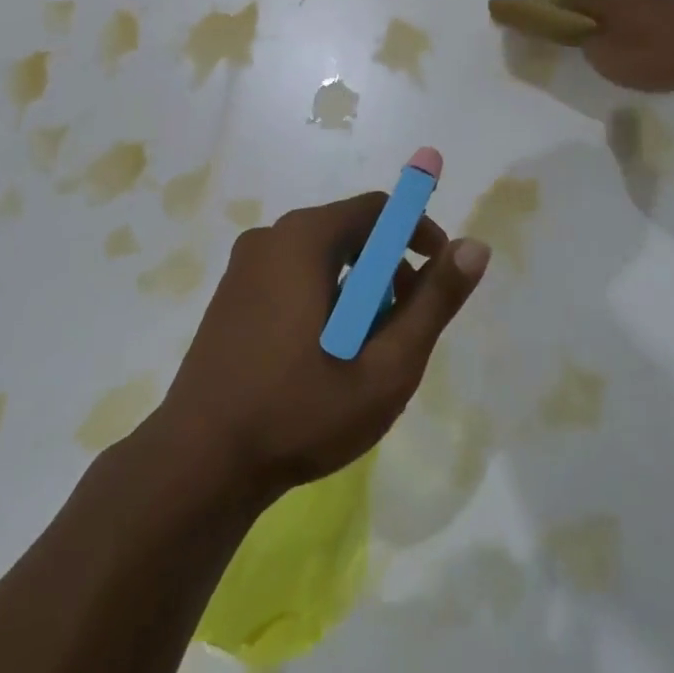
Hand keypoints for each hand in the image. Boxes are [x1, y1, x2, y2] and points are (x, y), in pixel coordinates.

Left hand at [151, 194, 489, 504]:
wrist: (198, 464)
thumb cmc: (299, 412)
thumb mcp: (385, 366)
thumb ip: (434, 302)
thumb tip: (475, 247)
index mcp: (304, 239)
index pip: (377, 209)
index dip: (418, 234)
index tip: (439, 278)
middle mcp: (270, 238)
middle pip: (349, 232)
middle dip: (388, 271)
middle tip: (405, 328)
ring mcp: (244, 267)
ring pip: (321, 258)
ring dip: (357, 291)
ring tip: (365, 352)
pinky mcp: (231, 296)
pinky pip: (292, 277)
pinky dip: (323, 300)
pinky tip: (323, 357)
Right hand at [563, 0, 673, 92]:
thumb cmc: (655, 56)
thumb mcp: (607, 59)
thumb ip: (589, 44)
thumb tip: (585, 35)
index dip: (558, 8)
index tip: (550, 21)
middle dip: (591, 9)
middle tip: (583, 29)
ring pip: (632, 0)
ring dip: (621, 14)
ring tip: (618, 35)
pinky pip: (655, 10)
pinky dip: (645, 21)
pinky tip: (650, 38)